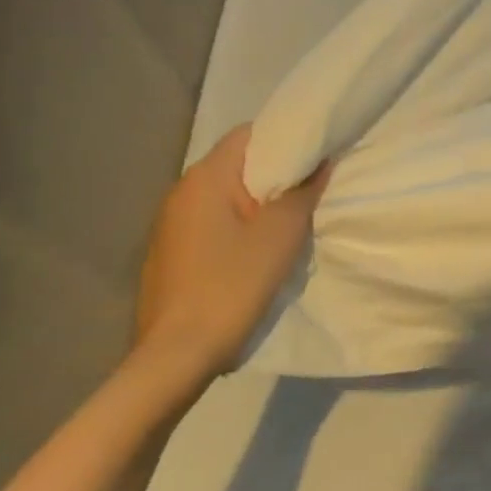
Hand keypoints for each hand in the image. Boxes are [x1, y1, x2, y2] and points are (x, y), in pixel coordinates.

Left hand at [133, 123, 329, 380]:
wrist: (176, 356)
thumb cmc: (231, 285)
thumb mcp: (281, 235)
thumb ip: (303, 192)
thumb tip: (320, 163)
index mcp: (205, 178)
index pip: (247, 134)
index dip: (284, 138)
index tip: (314, 155)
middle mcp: (181, 191)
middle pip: (236, 164)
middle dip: (273, 173)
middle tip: (309, 188)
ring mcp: (170, 224)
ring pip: (224, 195)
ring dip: (256, 202)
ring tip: (288, 220)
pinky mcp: (169, 253)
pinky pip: (211, 222)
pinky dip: (236, 225)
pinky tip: (255, 251)